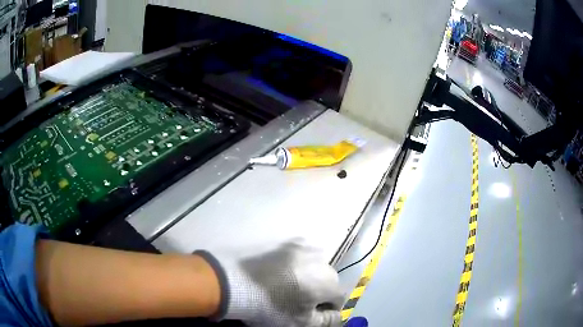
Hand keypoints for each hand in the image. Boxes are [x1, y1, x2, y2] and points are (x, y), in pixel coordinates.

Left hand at [197, 243, 342, 326]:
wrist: (234, 283)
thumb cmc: (270, 307)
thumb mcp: (302, 323)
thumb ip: (327, 320)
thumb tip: (335, 314)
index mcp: (328, 280)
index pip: (338, 298)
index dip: (327, 309)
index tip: (312, 315)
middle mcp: (320, 259)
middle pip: (326, 280)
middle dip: (318, 292)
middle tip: (298, 302)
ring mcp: (300, 246)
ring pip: (312, 266)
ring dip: (307, 276)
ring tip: (287, 287)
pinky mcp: (282, 242)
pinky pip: (296, 255)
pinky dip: (293, 265)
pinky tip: (278, 274)